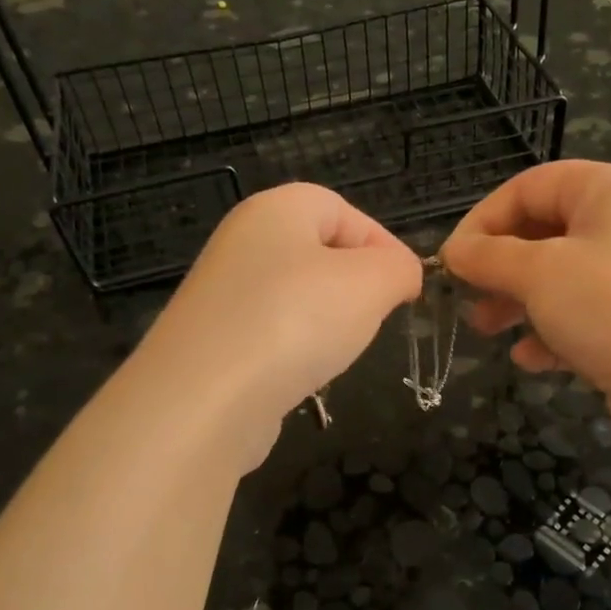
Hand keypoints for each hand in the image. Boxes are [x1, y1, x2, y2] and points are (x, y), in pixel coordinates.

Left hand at [137, 183, 422, 469]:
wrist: (205, 399)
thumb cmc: (295, 321)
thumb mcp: (370, 283)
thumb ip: (398, 268)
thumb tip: (402, 273)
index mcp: (276, 210)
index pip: (342, 210)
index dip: (382, 244)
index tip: (405, 289)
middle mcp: (242, 242)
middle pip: (318, 252)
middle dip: (355, 285)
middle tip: (374, 318)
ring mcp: (223, 294)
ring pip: (296, 297)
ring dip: (326, 321)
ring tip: (336, 350)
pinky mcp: (214, 341)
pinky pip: (272, 334)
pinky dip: (294, 350)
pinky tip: (302, 375)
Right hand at [441, 161, 610, 447]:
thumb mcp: (539, 274)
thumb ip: (488, 257)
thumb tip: (453, 252)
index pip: (531, 186)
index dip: (483, 219)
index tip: (452, 260)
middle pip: (545, 232)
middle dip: (499, 266)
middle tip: (467, 297)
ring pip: (562, 276)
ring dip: (518, 301)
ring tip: (487, 330)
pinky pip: (585, 312)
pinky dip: (553, 330)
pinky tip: (530, 358)